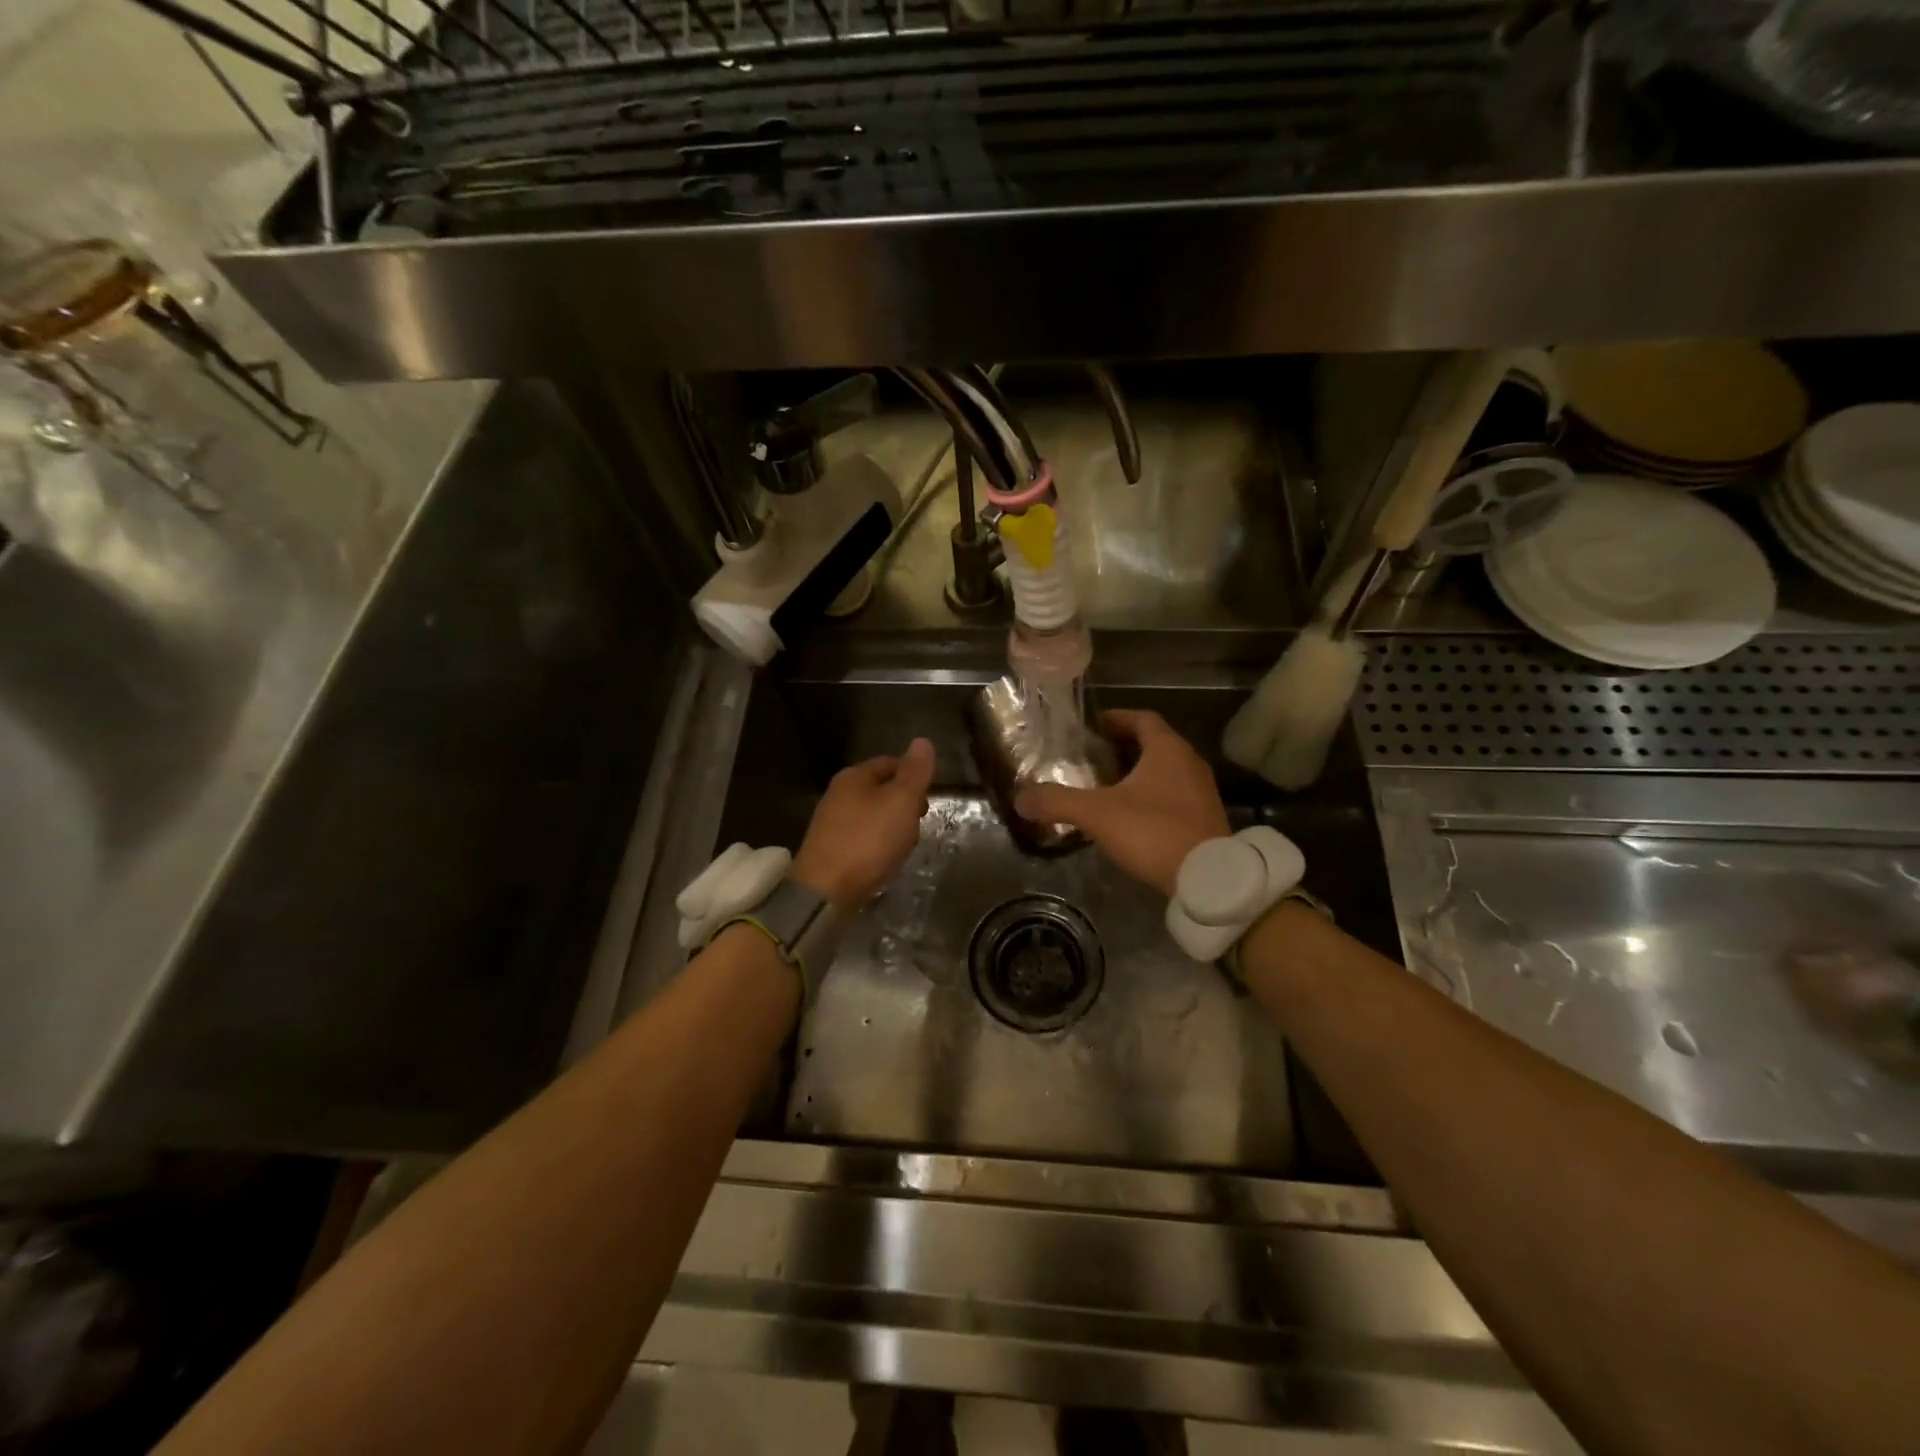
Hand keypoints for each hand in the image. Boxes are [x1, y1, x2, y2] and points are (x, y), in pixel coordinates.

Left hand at [792, 738, 935, 911]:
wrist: (825, 890)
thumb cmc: (868, 840)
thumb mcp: (901, 801)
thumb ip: (914, 772)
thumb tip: (922, 741)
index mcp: (854, 776)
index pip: (890, 763)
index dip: (913, 775)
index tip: (930, 798)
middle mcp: (838, 794)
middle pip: (881, 789)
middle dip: (904, 804)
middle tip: (920, 824)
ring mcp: (831, 823)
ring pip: (872, 815)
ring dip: (893, 826)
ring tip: (905, 846)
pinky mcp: (829, 850)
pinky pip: (862, 838)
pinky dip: (878, 844)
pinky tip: (885, 860)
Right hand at [1015, 710, 1227, 896]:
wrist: (1207, 879)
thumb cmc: (1153, 831)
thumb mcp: (1097, 813)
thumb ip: (1058, 802)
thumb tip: (1020, 798)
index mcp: (1168, 749)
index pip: (1142, 718)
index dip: (1117, 718)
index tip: (1094, 725)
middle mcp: (1190, 763)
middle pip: (1155, 743)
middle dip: (1124, 747)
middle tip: (1093, 756)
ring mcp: (1202, 792)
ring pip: (1166, 771)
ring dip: (1139, 772)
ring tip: (1107, 786)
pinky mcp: (1206, 819)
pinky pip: (1174, 795)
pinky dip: (1152, 795)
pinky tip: (1131, 816)